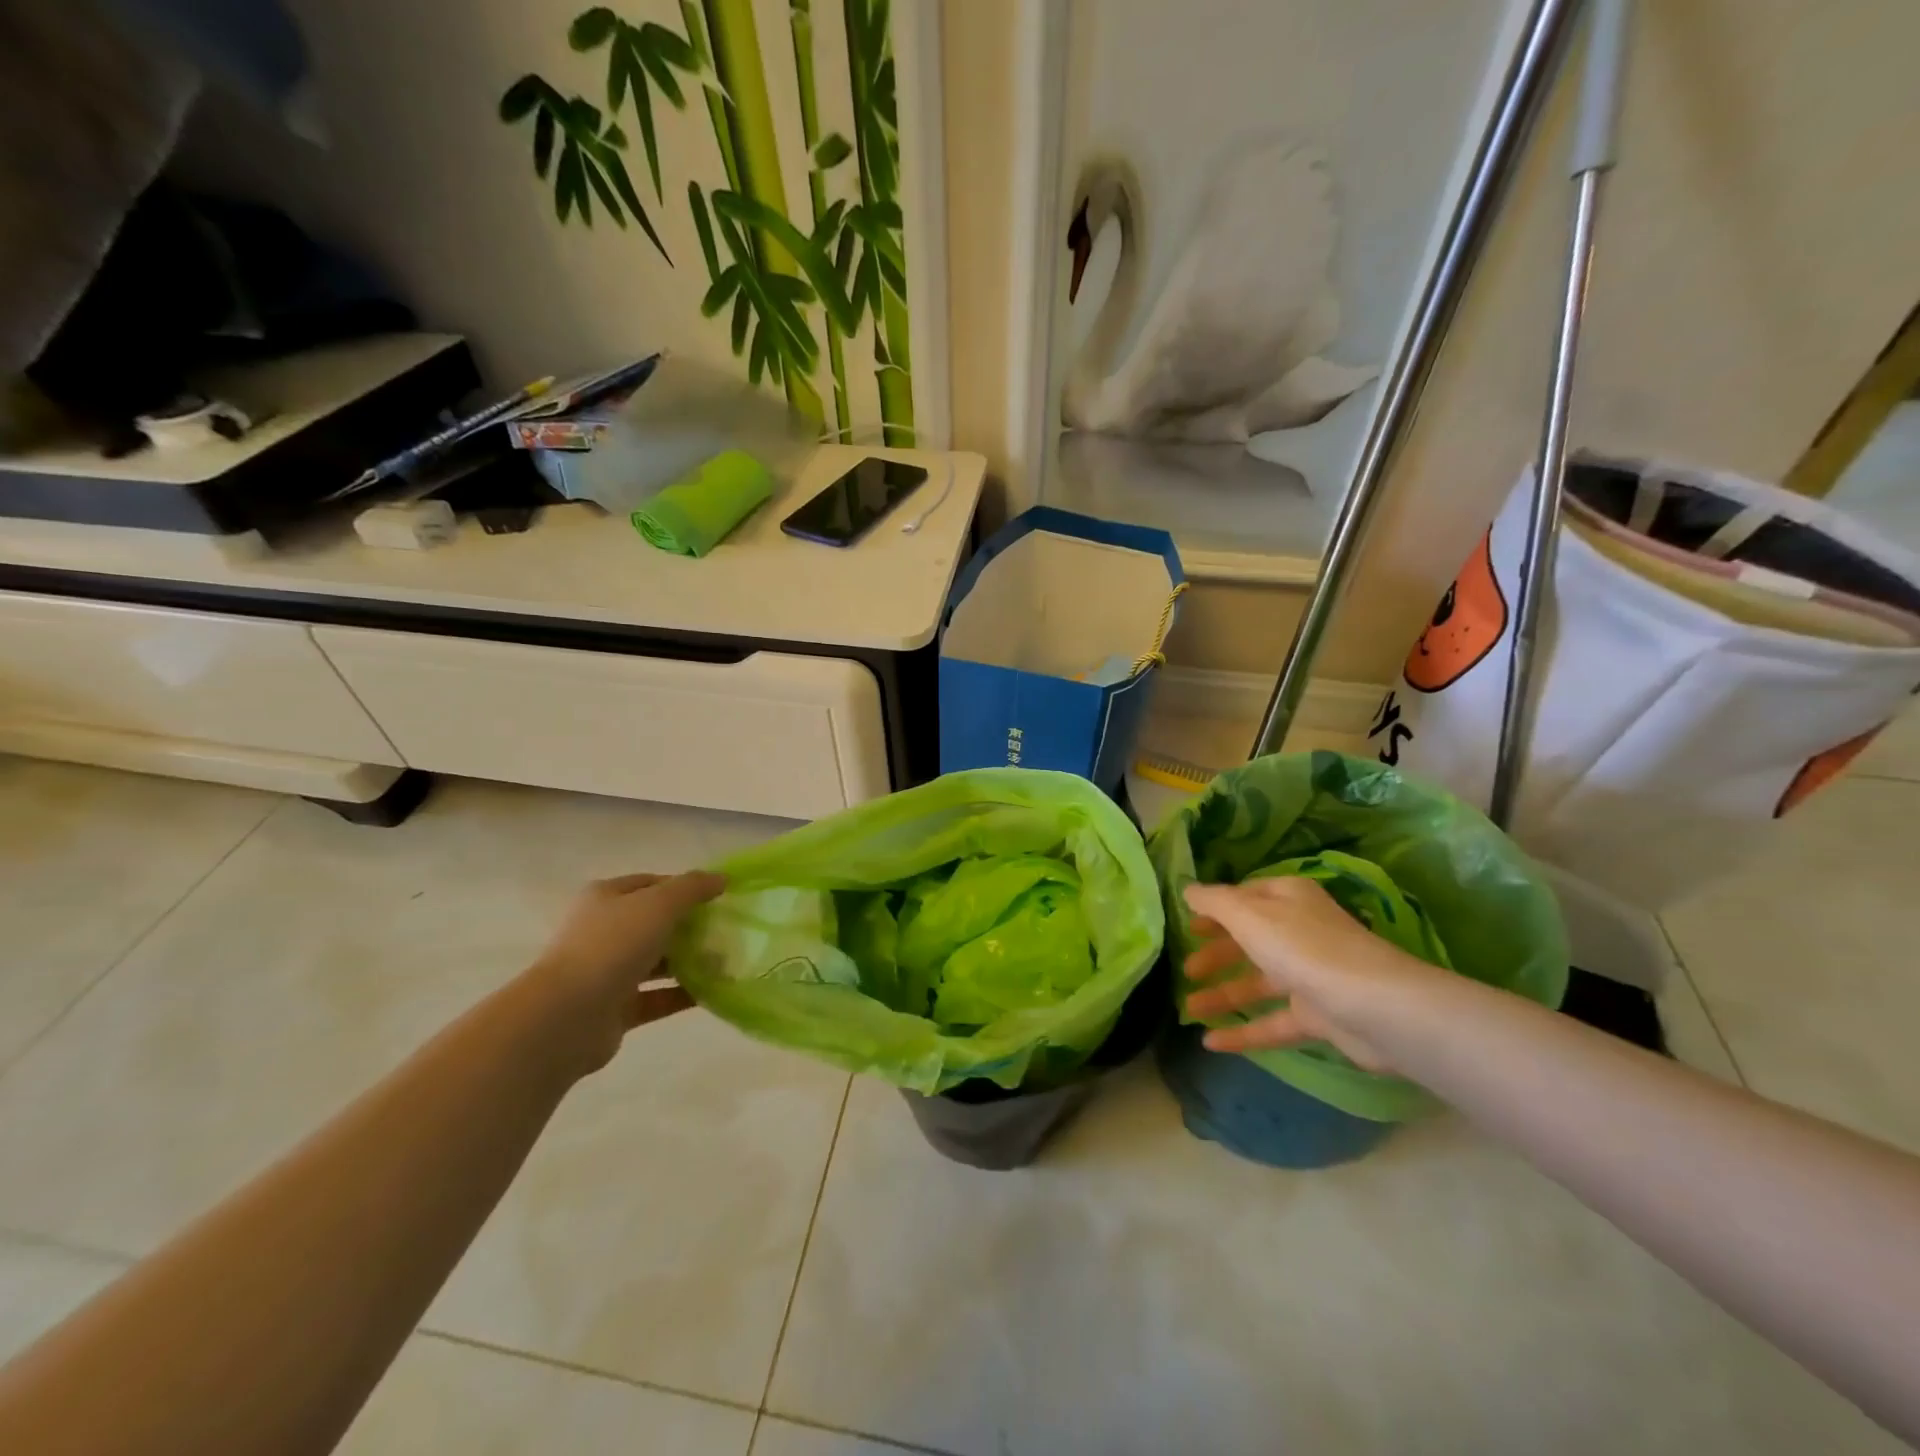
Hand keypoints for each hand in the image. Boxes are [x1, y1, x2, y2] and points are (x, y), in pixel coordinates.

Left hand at [525, 871, 726, 1073]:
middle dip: (690, 926)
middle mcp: (603, 931)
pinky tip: (713, 992)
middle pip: (655, 923)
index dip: (684, 887)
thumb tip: (722, 878)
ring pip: (656, 961)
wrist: (567, 1017)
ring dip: (690, 961)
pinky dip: (683, 994)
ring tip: (727, 962)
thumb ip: (693, 888)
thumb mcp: (659, 904)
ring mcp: (607, 972)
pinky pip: (657, 997)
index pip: (650, 884)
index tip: (718, 898)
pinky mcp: (616, 1008)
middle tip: (726, 931)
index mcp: (605, 899)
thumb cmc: (612, 946)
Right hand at [1181, 877, 1438, 1071]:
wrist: (1376, 1008)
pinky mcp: (1318, 1015)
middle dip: (1215, 955)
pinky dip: (1243, 1031)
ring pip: (1257, 983)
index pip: (1244, 897)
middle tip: (1185, 970)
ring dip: (1222, 995)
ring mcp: (1310, 975)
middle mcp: (1299, 931)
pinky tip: (1211, 1043)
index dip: (1215, 910)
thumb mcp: (1249, 916)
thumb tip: (1188, 890)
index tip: (1187, 925)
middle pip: (1249, 940)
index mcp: (1287, 899)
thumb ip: (1215, 902)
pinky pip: (1272, 1021)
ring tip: (1187, 1010)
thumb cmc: (1305, 949)